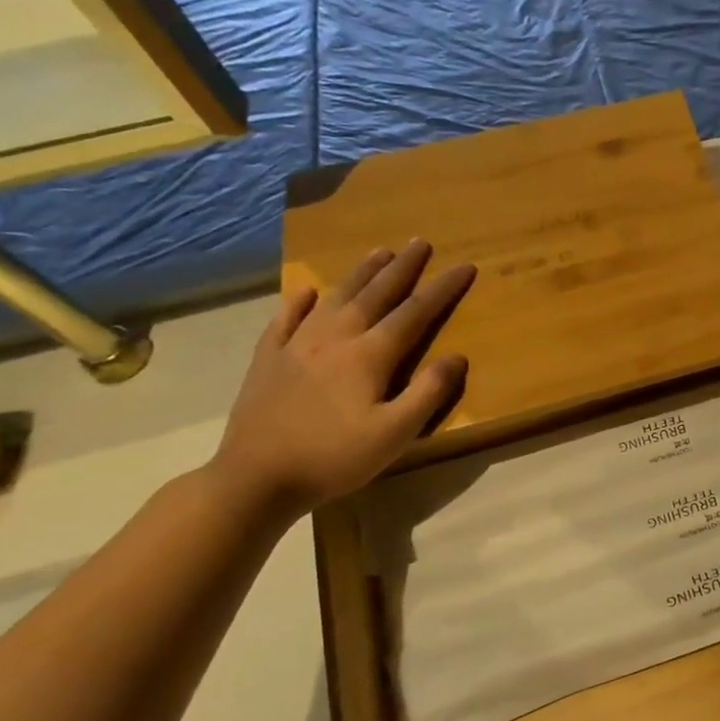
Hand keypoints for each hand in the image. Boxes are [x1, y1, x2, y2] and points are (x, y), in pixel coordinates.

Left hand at [209, 242, 475, 519]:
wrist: (255, 478)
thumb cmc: (335, 458)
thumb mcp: (396, 434)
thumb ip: (428, 392)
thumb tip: (457, 357)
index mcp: (369, 355)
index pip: (415, 312)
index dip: (442, 289)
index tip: (464, 266)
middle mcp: (335, 338)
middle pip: (375, 294)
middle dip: (402, 267)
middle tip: (419, 242)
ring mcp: (296, 345)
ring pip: (334, 298)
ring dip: (359, 273)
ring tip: (378, 251)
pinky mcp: (267, 360)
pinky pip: (285, 319)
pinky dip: (299, 302)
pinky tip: (307, 292)